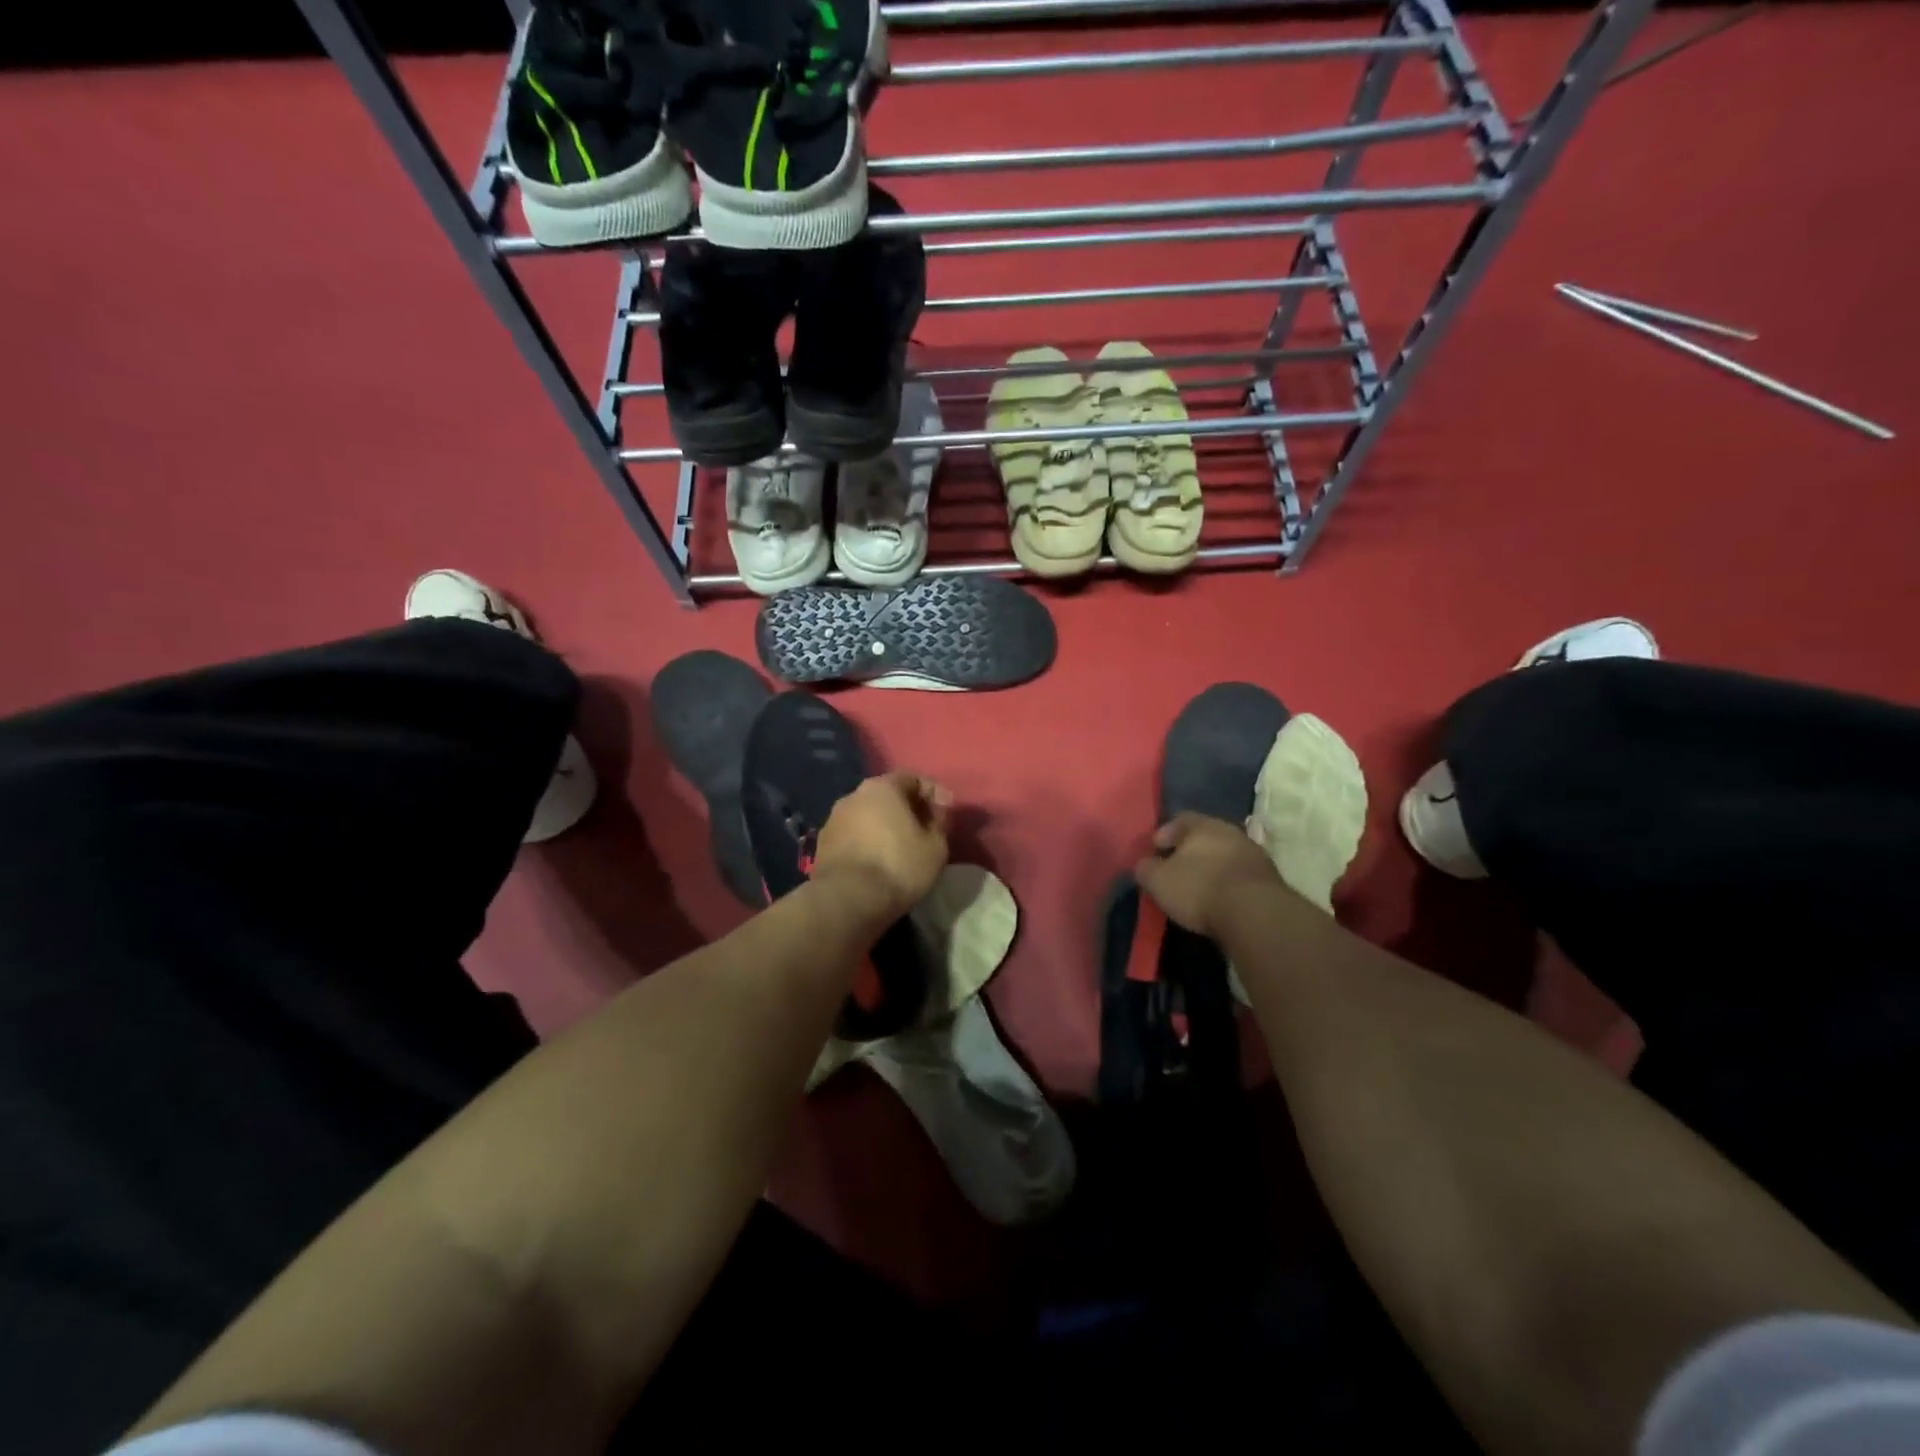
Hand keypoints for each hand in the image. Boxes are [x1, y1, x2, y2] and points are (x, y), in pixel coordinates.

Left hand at [813, 771, 952, 920]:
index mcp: (882, 787)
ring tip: (901, 848)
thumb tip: (935, 813)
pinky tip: (878, 861)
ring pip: (867, 816)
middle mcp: (853, 795)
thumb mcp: (936, 846)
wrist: (848, 900)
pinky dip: (868, 842)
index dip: (933, 792)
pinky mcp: (822, 845)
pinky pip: (853, 836)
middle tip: (925, 828)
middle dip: (907, 809)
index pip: (912, 778)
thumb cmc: (898, 866)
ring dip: (885, 826)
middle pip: (887, 795)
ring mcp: (833, 819)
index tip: (947, 811)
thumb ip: (939, 822)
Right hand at [1134, 812, 1282, 938]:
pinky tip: (1220, 898)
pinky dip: (1229, 883)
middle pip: (1206, 836)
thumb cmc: (1199, 888)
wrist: (1255, 913)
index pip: (1180, 819)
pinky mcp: (1269, 879)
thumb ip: (1146, 868)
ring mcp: (1254, 854)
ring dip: (1213, 867)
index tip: (1155, 849)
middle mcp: (1231, 832)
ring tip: (1199, 886)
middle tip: (1176, 867)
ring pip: (1226, 854)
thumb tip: (1144, 864)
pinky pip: (1241, 875)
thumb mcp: (1158, 880)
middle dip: (1191, 850)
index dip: (1165, 833)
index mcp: (1203, 825)